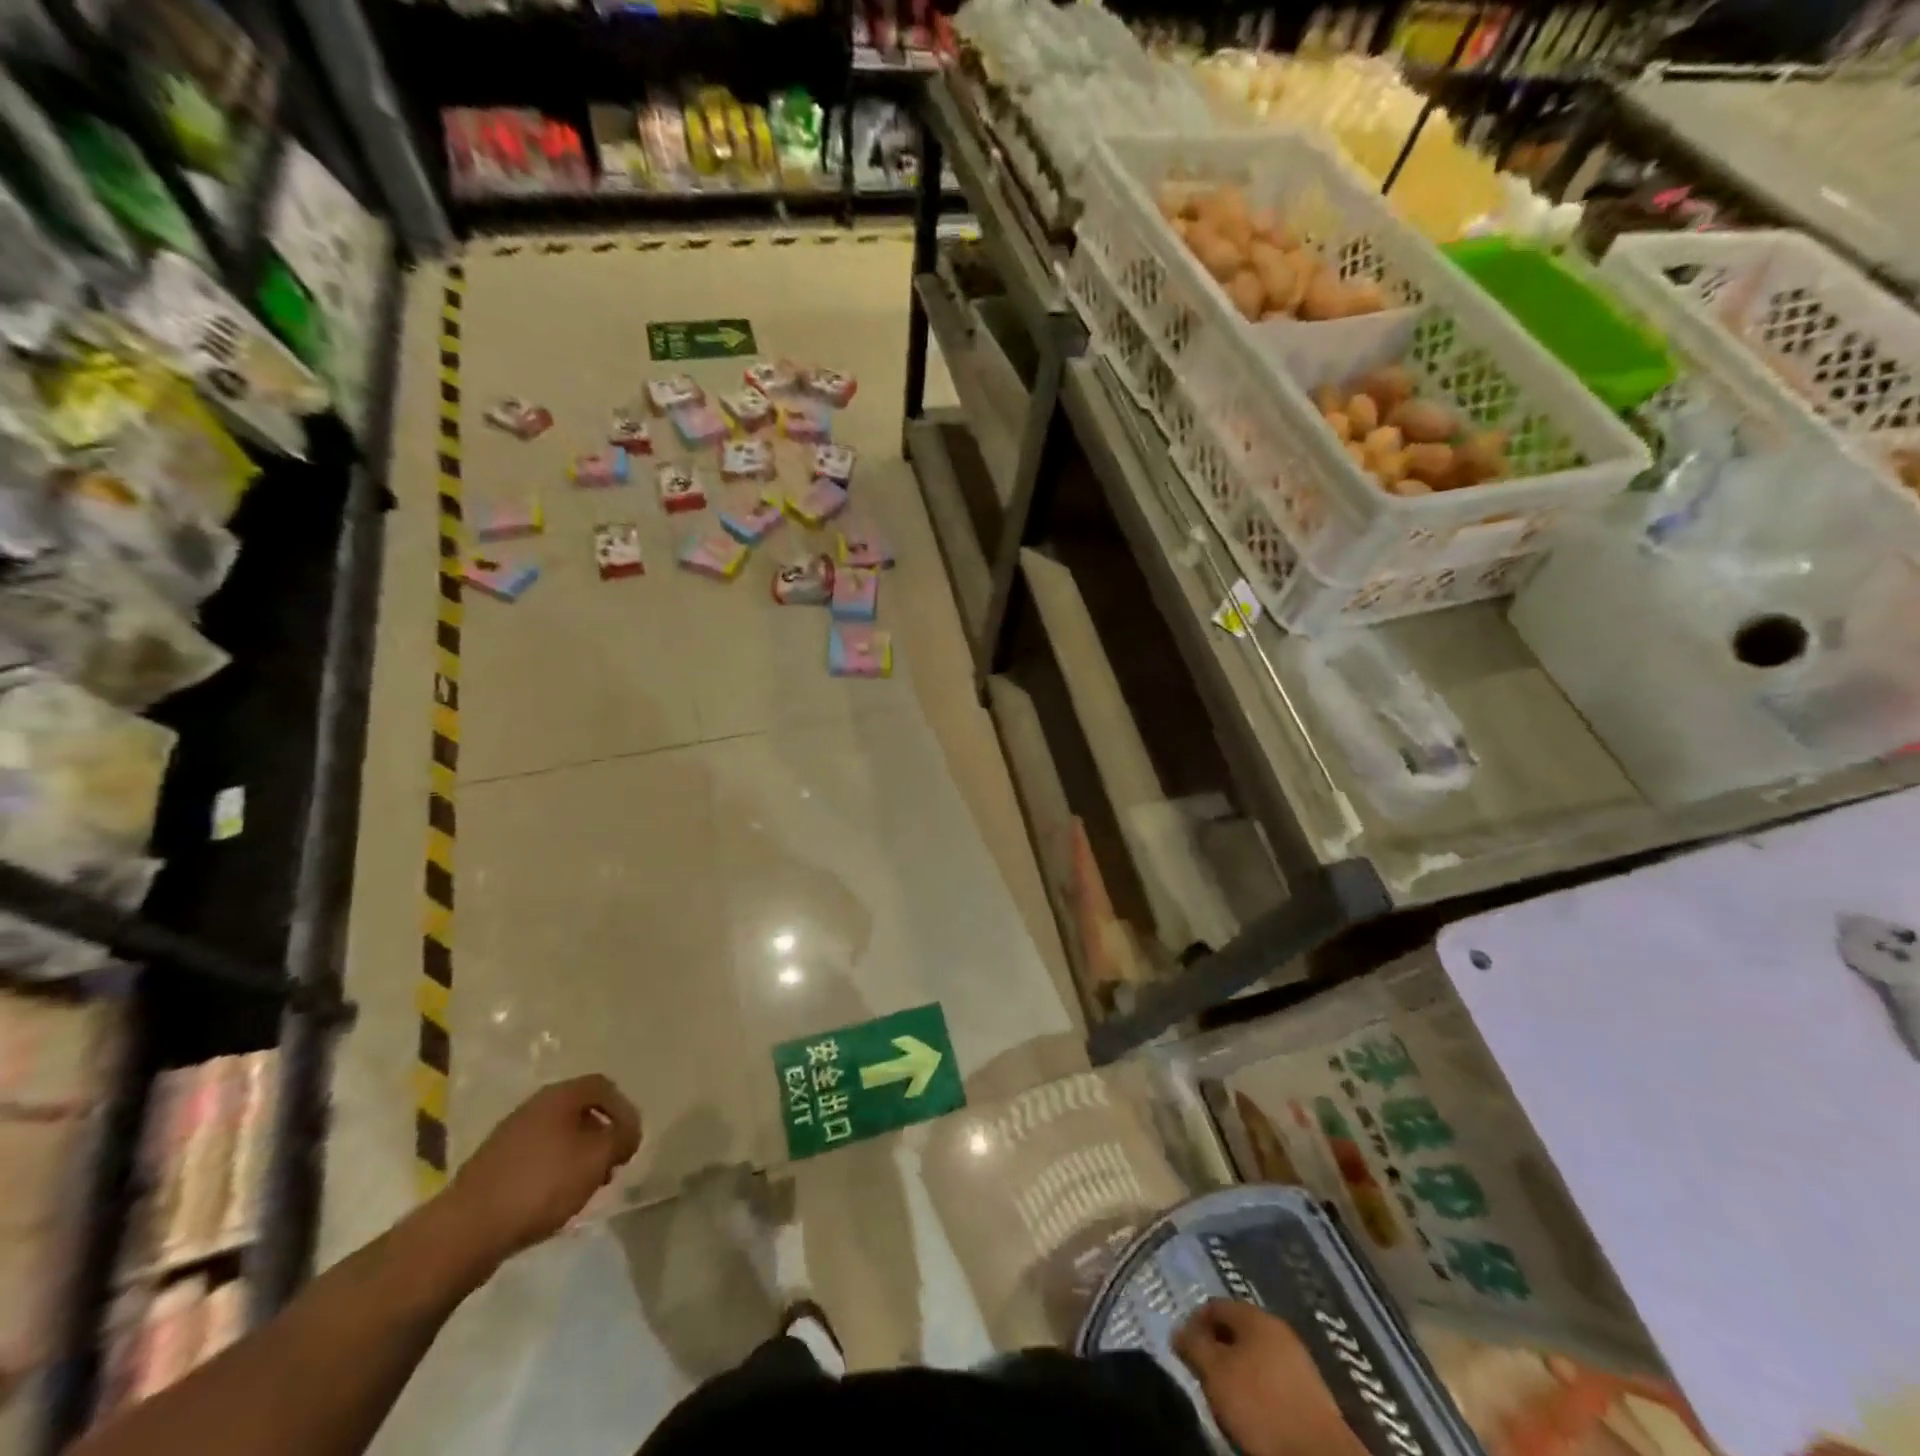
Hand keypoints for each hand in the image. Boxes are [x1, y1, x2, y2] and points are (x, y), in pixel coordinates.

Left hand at [442, 1075, 642, 1267]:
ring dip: (579, 1156)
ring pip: (558, 1136)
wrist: (465, 1230)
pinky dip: (554, 1172)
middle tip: (611, 1165)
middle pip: (580, 1111)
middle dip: (602, 1136)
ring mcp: (509, 1136)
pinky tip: (555, 1200)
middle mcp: (533, 1106)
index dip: (624, 1110)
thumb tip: (627, 1133)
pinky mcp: (493, 1166)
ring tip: (586, 1187)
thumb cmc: (540, 1184)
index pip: (603, 1086)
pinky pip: (537, 1158)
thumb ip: (622, 1138)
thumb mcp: (597, 1158)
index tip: (631, 1142)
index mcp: (559, 1095)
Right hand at [1174, 1300, 1367, 1455]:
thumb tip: (1178, 1330)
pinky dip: (1256, 1389)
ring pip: (1254, 1356)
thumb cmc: (1261, 1406)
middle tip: (1202, 1375)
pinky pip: (1272, 1379)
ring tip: (1224, 1397)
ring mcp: (1298, 1360)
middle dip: (1216, 1349)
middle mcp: (1277, 1329)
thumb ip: (1193, 1347)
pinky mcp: (1310, 1392)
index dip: (1193, 1324)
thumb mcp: (1215, 1373)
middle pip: (1236, 1330)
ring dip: (1236, 1371)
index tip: (1183, 1352)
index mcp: (1255, 1316)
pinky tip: (1252, 1412)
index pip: (1214, 1306)